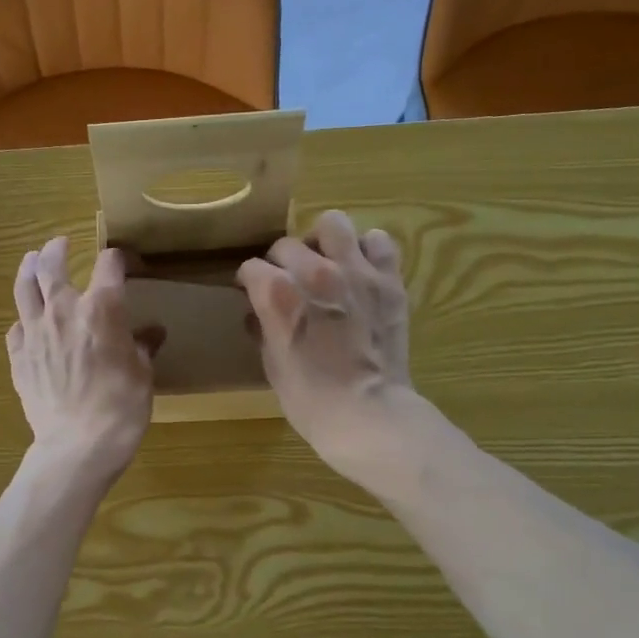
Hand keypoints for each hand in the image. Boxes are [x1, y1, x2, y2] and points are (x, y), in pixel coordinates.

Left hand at [8, 237, 161, 483]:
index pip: (108, 265)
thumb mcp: (143, 375)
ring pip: (24, 289)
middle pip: (52, 266)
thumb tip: (152, 333)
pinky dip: (23, 320)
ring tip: (31, 261)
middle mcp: (63, 311)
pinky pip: (16, 328)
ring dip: (28, 270)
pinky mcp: (18, 357)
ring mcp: (34, 333)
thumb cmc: (120, 408)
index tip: (121, 262)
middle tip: (60, 244)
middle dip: (57, 250)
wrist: (77, 445)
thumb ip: (143, 347)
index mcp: (100, 309)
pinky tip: (27, 324)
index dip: (116, 258)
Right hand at [237, 210, 422, 488]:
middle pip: (287, 244)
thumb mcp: (271, 363)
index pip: (252, 268)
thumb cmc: (309, 399)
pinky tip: (361, 270)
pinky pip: (379, 242)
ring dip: (324, 242)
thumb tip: (261, 312)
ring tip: (326, 263)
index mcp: (277, 294)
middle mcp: (314, 272)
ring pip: (333, 224)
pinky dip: (368, 251)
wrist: (367, 414)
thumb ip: (265, 327)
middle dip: (282, 262)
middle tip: (290, 284)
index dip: (249, 282)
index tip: (252, 293)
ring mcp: (355, 271)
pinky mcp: (389, 280)